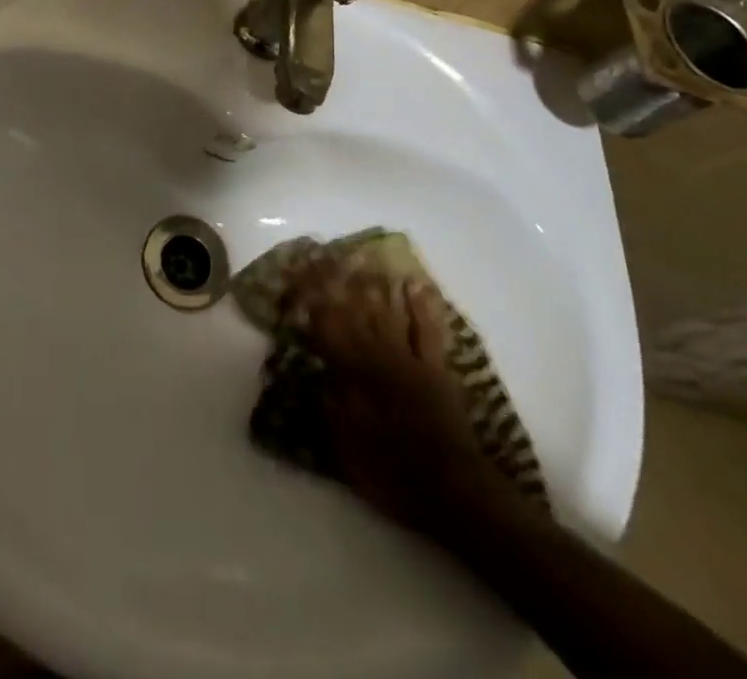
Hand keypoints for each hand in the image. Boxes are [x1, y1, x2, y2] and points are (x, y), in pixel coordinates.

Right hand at [284, 256, 516, 538]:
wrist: (451, 491)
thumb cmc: (390, 472)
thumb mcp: (344, 444)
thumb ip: (328, 401)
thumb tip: (315, 368)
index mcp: (352, 373)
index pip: (324, 325)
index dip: (308, 298)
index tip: (295, 275)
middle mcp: (377, 356)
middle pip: (352, 310)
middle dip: (335, 280)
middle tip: (323, 255)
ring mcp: (409, 358)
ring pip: (387, 311)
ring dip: (372, 283)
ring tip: (360, 258)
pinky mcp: (436, 367)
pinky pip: (427, 329)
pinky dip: (421, 305)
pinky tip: (414, 284)